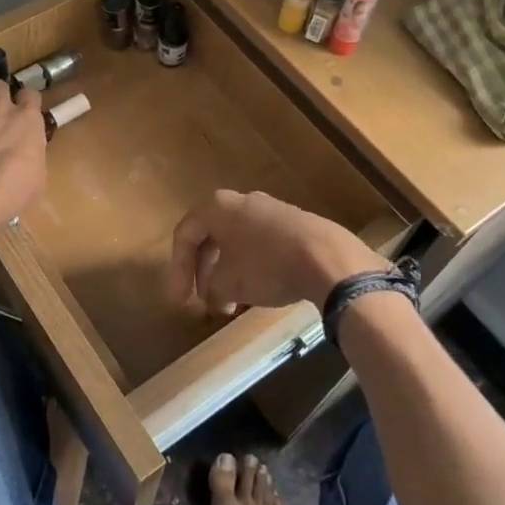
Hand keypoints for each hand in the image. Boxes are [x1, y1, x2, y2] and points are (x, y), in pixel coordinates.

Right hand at [167, 190, 382, 316]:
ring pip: (237, 242)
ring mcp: (270, 210)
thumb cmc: (266, 266)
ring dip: (227, 272)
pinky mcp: (294, 224)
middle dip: (204, 272)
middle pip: (211, 237)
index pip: (185, 234)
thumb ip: (211, 289)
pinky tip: (257, 291)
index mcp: (218, 207)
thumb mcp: (228, 284)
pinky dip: (251, 266)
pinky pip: (261, 244)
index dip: (178, 270)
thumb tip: (214, 297)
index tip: (181, 302)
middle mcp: (242, 201)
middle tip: (202, 301)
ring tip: (229, 303)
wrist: (326, 257)